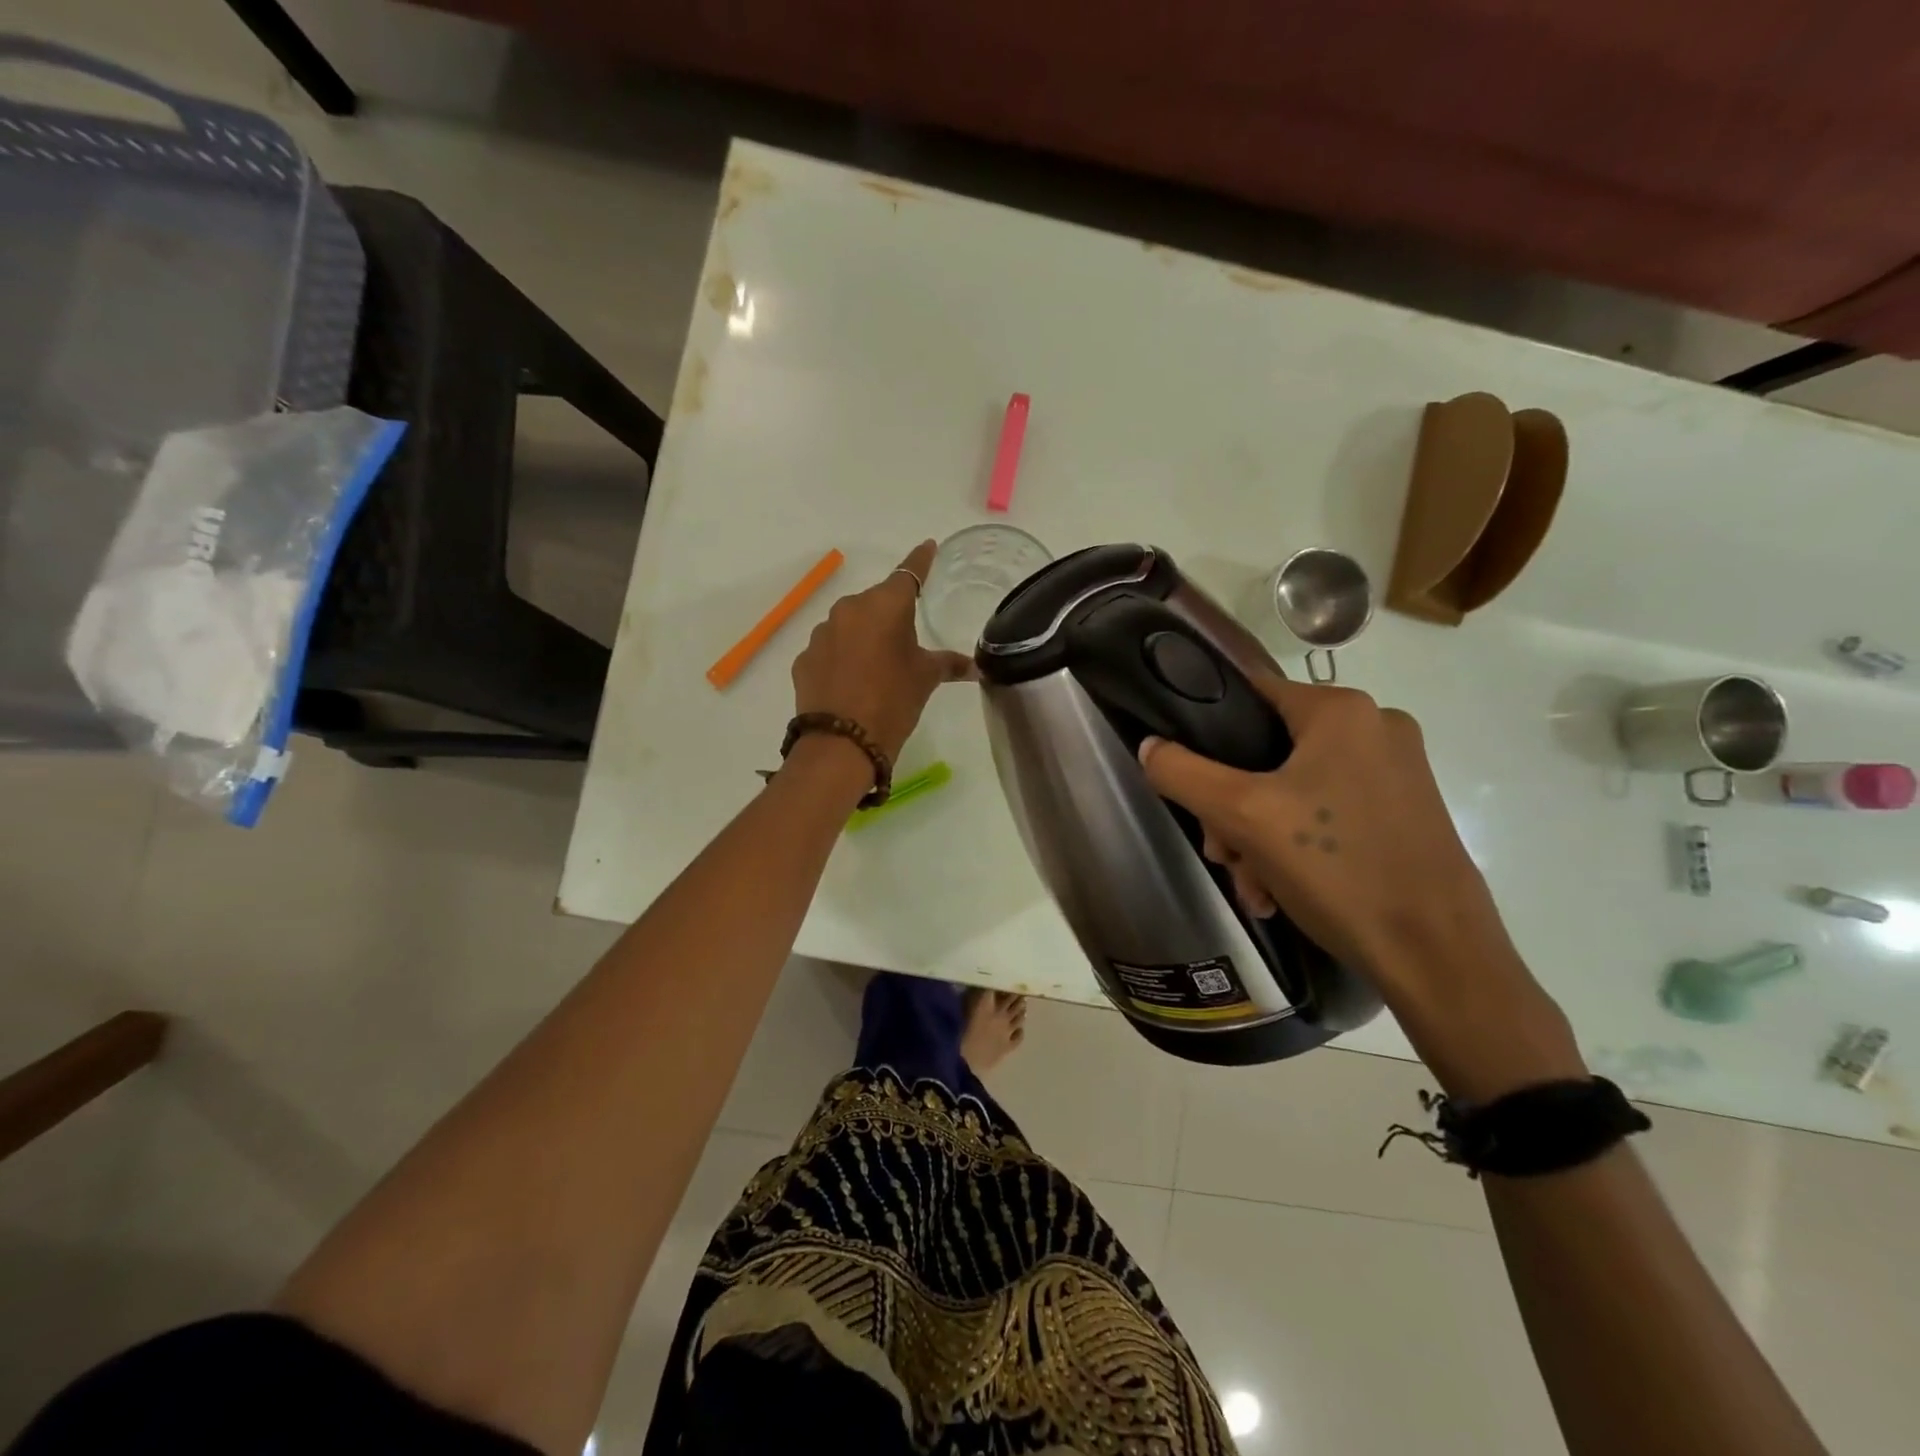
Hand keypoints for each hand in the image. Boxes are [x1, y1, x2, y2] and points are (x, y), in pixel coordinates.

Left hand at [791, 540, 974, 762]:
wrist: (841, 743)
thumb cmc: (893, 701)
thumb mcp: (925, 680)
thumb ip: (947, 664)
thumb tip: (974, 667)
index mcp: (886, 605)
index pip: (909, 573)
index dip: (921, 560)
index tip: (928, 547)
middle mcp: (850, 609)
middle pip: (876, 602)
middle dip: (890, 615)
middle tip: (905, 640)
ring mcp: (822, 633)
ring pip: (850, 625)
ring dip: (864, 637)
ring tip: (876, 667)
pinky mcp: (805, 658)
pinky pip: (831, 649)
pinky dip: (843, 657)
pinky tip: (851, 682)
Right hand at [1136, 676, 1517, 1004]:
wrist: (1436, 955)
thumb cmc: (1338, 869)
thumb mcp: (1243, 816)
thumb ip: (1184, 773)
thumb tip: (1150, 746)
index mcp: (1341, 710)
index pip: (1248, 695)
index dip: (1208, 736)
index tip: (1191, 786)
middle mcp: (1374, 727)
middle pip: (1267, 751)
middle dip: (1233, 809)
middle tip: (1223, 855)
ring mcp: (1395, 771)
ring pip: (1293, 788)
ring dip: (1258, 836)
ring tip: (1254, 886)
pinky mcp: (1404, 811)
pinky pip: (1327, 812)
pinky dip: (1296, 846)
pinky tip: (1279, 891)